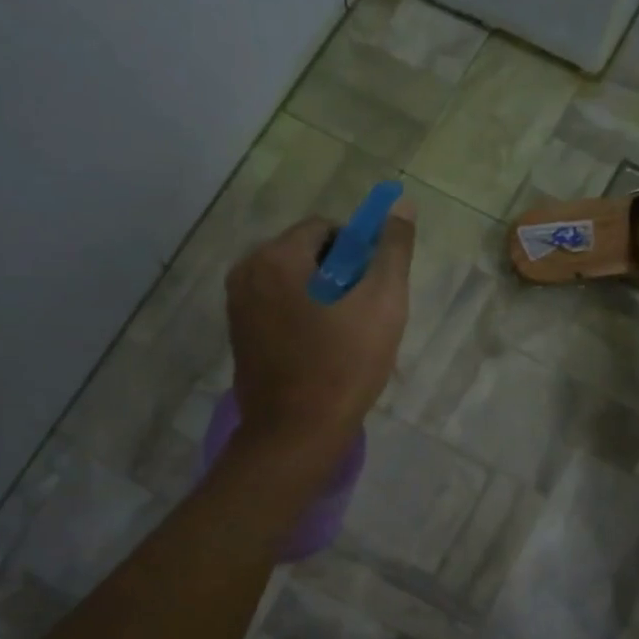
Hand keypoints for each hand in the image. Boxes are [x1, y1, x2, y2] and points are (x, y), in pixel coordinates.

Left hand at [225, 208, 415, 461]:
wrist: (297, 433)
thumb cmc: (343, 365)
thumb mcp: (383, 303)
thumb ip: (393, 250)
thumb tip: (402, 204)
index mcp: (276, 256)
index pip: (326, 229)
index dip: (358, 252)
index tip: (372, 288)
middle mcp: (246, 271)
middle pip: (305, 253)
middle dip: (338, 274)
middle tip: (362, 315)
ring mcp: (236, 305)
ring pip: (291, 281)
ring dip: (321, 296)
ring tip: (344, 336)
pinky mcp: (238, 334)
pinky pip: (276, 307)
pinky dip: (300, 316)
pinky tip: (319, 350)